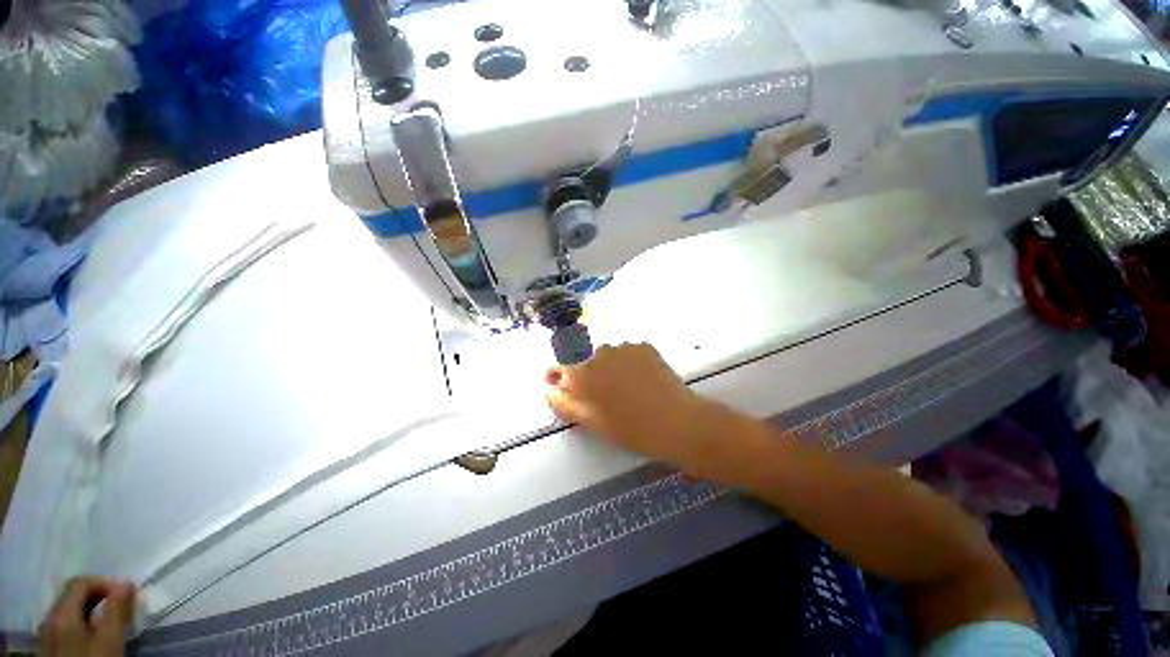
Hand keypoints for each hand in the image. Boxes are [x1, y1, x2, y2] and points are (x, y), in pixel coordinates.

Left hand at [38, 577, 135, 656]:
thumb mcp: (109, 639)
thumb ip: (117, 609)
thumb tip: (127, 583)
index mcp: (60, 611)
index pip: (81, 582)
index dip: (105, 583)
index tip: (126, 594)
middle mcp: (48, 618)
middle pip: (73, 597)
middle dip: (98, 598)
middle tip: (120, 608)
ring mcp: (45, 635)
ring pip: (69, 613)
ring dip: (91, 612)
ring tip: (110, 623)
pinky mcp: (50, 647)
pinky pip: (65, 627)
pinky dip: (82, 626)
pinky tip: (92, 638)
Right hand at [545, 343, 710, 466]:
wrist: (675, 422)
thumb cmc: (629, 429)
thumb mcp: (590, 421)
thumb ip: (563, 403)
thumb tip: (548, 388)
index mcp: (582, 374)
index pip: (559, 366)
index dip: (559, 375)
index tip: (563, 385)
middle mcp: (598, 354)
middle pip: (586, 361)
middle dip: (590, 374)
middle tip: (606, 395)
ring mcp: (623, 347)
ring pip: (609, 355)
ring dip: (611, 367)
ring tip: (628, 388)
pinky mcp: (643, 346)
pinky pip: (628, 352)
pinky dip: (630, 362)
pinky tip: (642, 379)